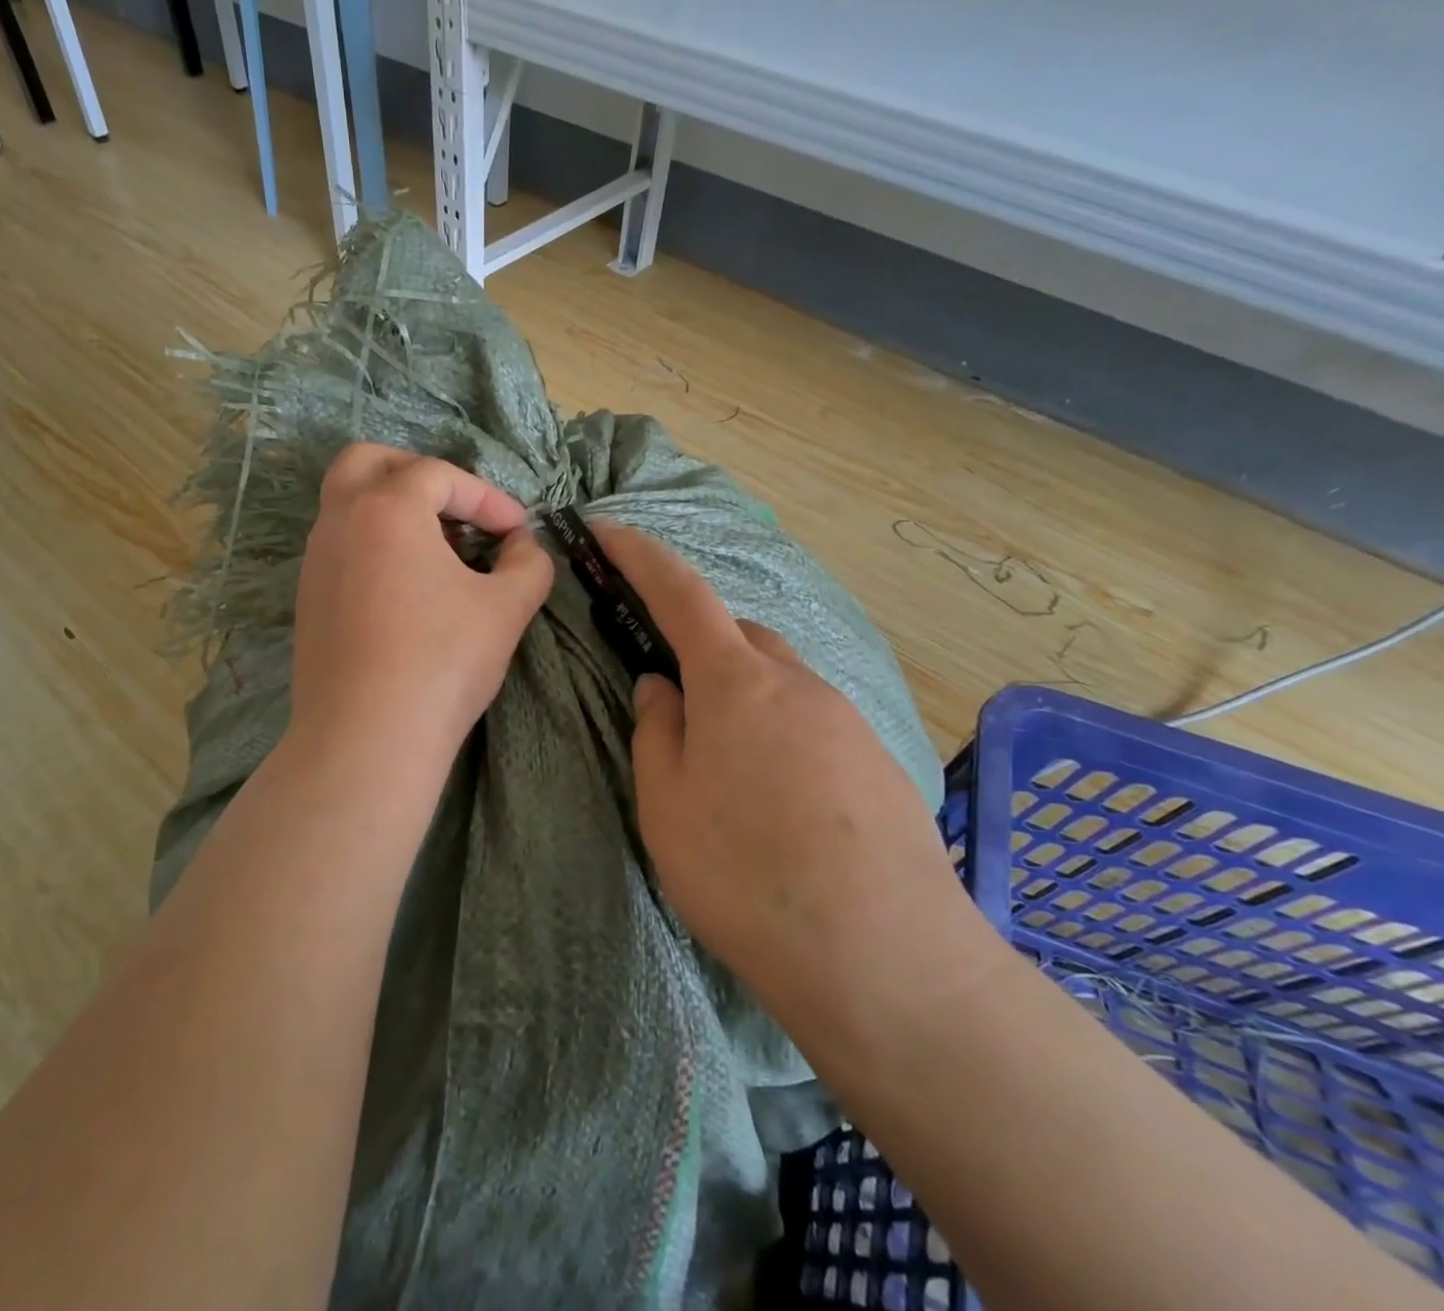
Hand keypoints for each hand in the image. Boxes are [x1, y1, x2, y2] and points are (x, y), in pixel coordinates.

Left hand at [286, 444, 553, 774]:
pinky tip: (406, 589)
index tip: (517, 531)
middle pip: (367, 462)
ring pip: (347, 505)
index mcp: (386, 509)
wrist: (366, 739)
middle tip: (454, 506)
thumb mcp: (505, 609)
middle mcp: (340, 522)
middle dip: (417, 473)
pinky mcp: (308, 600)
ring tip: (438, 550)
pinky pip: (340, 547)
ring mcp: (315, 562)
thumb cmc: (441, 662)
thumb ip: (527, 564)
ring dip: (393, 510)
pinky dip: (374, 545)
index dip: (487, 497)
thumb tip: (523, 546)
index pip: (439, 474)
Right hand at [595, 525, 964, 1011]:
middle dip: (701, 647)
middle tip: (675, 702)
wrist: (885, 962)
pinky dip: (782, 735)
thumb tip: (661, 687)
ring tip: (728, 771)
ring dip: (744, 699)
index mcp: (736, 682)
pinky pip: (814, 721)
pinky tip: (780, 802)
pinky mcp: (879, 762)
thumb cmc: (746, 874)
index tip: (608, 531)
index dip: (640, 556)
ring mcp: (847, 720)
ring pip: (780, 682)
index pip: (680, 593)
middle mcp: (798, 683)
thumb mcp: (667, 804)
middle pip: (739, 638)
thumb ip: (657, 731)